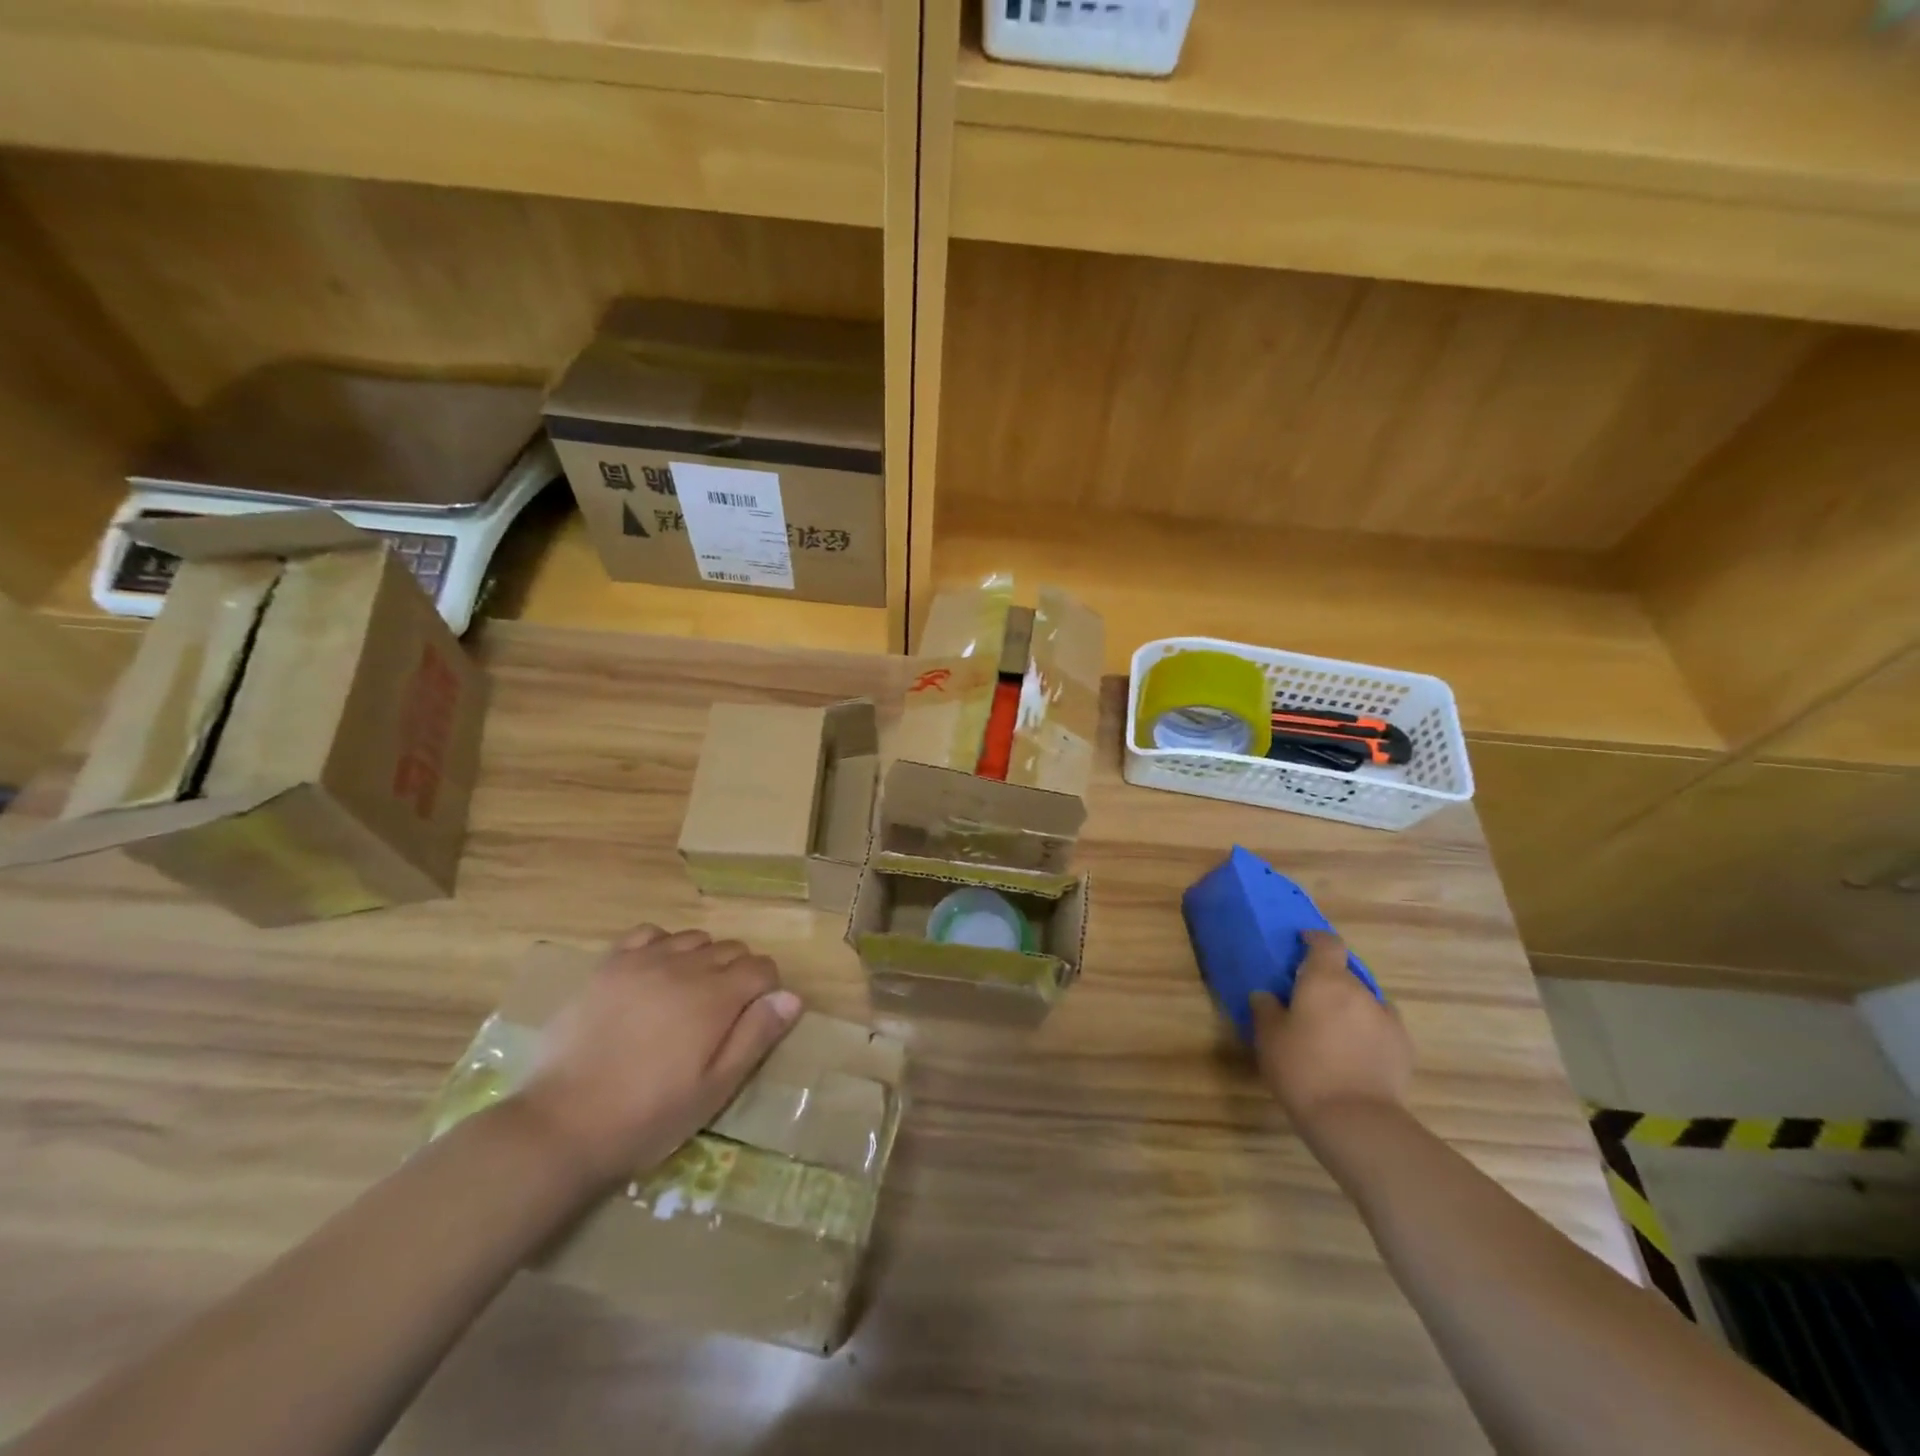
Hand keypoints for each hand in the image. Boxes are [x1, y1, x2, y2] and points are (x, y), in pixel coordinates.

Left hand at [514, 925, 801, 1187]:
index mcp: (716, 997)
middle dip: (738, 974)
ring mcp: (643, 961)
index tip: (752, 1018)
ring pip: (695, 938)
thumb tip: (791, 996)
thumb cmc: (648, 1115)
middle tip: (719, 1016)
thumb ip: (756, 1036)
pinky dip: (664, 945)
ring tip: (687, 996)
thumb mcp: (715, 1089)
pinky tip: (656, 974)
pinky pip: (650, 933)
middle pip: (731, 949)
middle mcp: (685, 966)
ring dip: (703, 959)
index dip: (766, 990)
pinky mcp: (609, 965)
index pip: (762, 967)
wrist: (562, 1125)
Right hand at [1252, 931, 1413, 1133]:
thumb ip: (1266, 1008)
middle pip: (1345, 974)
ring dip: (1349, 1007)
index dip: (1315, 939)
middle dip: (1328, 982)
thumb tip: (1267, 995)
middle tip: (1307, 1001)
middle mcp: (1361, 991)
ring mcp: (1387, 1019)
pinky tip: (1354, 1053)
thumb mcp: (1268, 1037)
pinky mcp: (1404, 1047)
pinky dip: (1367, 1031)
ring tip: (1332, 1031)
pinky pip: (1380, 1026)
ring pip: (1364, 1001)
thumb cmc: (1302, 1068)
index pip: (1327, 943)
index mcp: (1326, 980)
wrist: (1355, 1119)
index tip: (1301, 944)